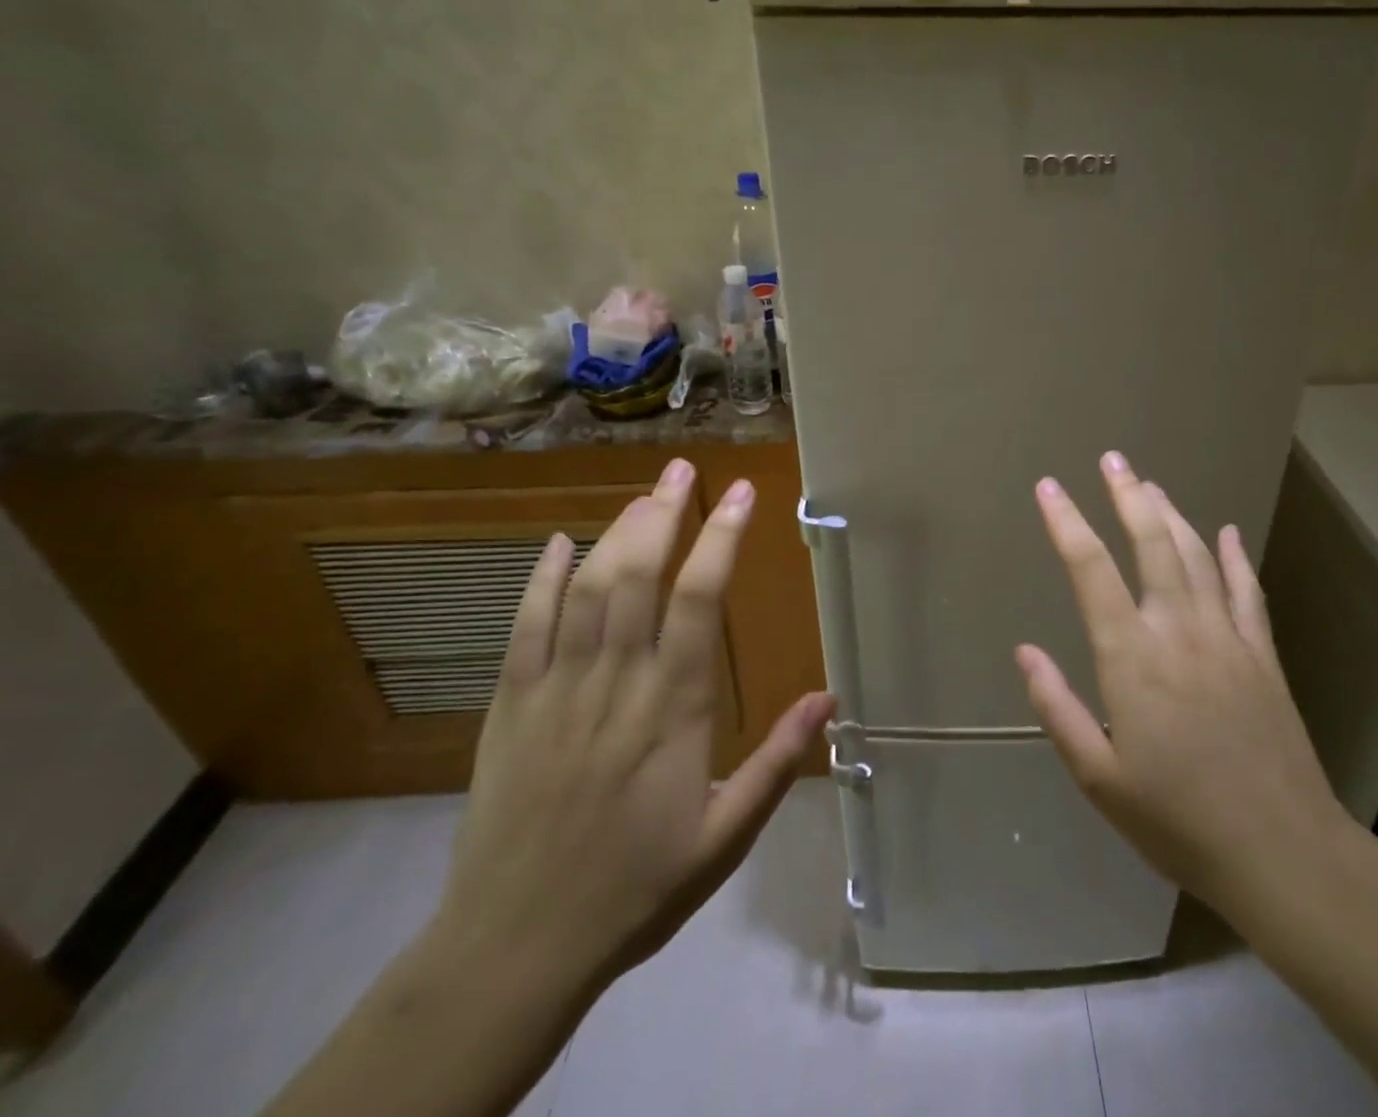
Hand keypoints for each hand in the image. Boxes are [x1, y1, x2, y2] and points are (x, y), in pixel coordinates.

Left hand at [435, 461, 834, 995]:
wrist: (516, 947)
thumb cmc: (636, 887)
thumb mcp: (725, 835)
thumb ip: (777, 763)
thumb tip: (829, 700)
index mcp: (674, 707)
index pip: (700, 599)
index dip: (721, 538)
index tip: (740, 495)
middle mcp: (616, 682)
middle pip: (639, 575)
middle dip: (664, 513)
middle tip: (683, 469)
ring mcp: (556, 688)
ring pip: (587, 588)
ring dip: (616, 532)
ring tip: (644, 494)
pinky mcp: (509, 705)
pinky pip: (526, 626)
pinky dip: (542, 578)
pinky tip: (559, 543)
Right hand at [1016, 451, 1361, 930]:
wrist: (1282, 852)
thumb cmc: (1177, 818)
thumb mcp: (1098, 776)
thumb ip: (1057, 707)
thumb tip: (1024, 650)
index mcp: (1132, 657)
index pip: (1091, 570)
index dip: (1066, 522)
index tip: (1049, 487)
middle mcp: (1179, 630)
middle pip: (1152, 544)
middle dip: (1127, 495)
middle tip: (1112, 459)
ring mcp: (1227, 637)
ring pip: (1198, 556)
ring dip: (1172, 514)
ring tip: (1150, 484)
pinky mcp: (1263, 654)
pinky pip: (1247, 590)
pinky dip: (1235, 556)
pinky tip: (1228, 532)